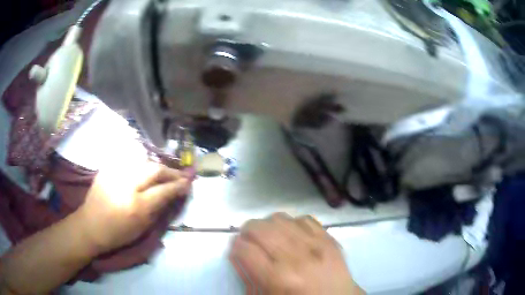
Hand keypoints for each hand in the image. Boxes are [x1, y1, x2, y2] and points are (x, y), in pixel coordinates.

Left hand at [77, 161, 190, 253]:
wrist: (90, 225)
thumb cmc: (117, 233)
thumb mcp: (142, 228)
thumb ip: (158, 209)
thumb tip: (171, 195)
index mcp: (136, 205)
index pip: (164, 190)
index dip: (178, 185)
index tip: (189, 183)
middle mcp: (126, 184)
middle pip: (154, 169)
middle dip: (171, 172)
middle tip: (180, 175)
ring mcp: (115, 173)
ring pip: (143, 161)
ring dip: (157, 166)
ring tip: (165, 172)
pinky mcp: (108, 168)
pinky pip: (129, 160)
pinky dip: (141, 164)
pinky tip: (146, 168)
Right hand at [230, 213, 363, 294]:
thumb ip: (248, 276)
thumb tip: (237, 253)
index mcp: (278, 278)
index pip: (244, 249)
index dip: (236, 247)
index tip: (237, 250)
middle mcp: (296, 257)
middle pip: (260, 228)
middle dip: (247, 231)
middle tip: (248, 240)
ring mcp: (316, 244)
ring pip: (280, 219)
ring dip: (267, 225)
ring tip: (269, 236)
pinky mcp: (329, 238)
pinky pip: (304, 218)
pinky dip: (292, 223)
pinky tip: (292, 234)